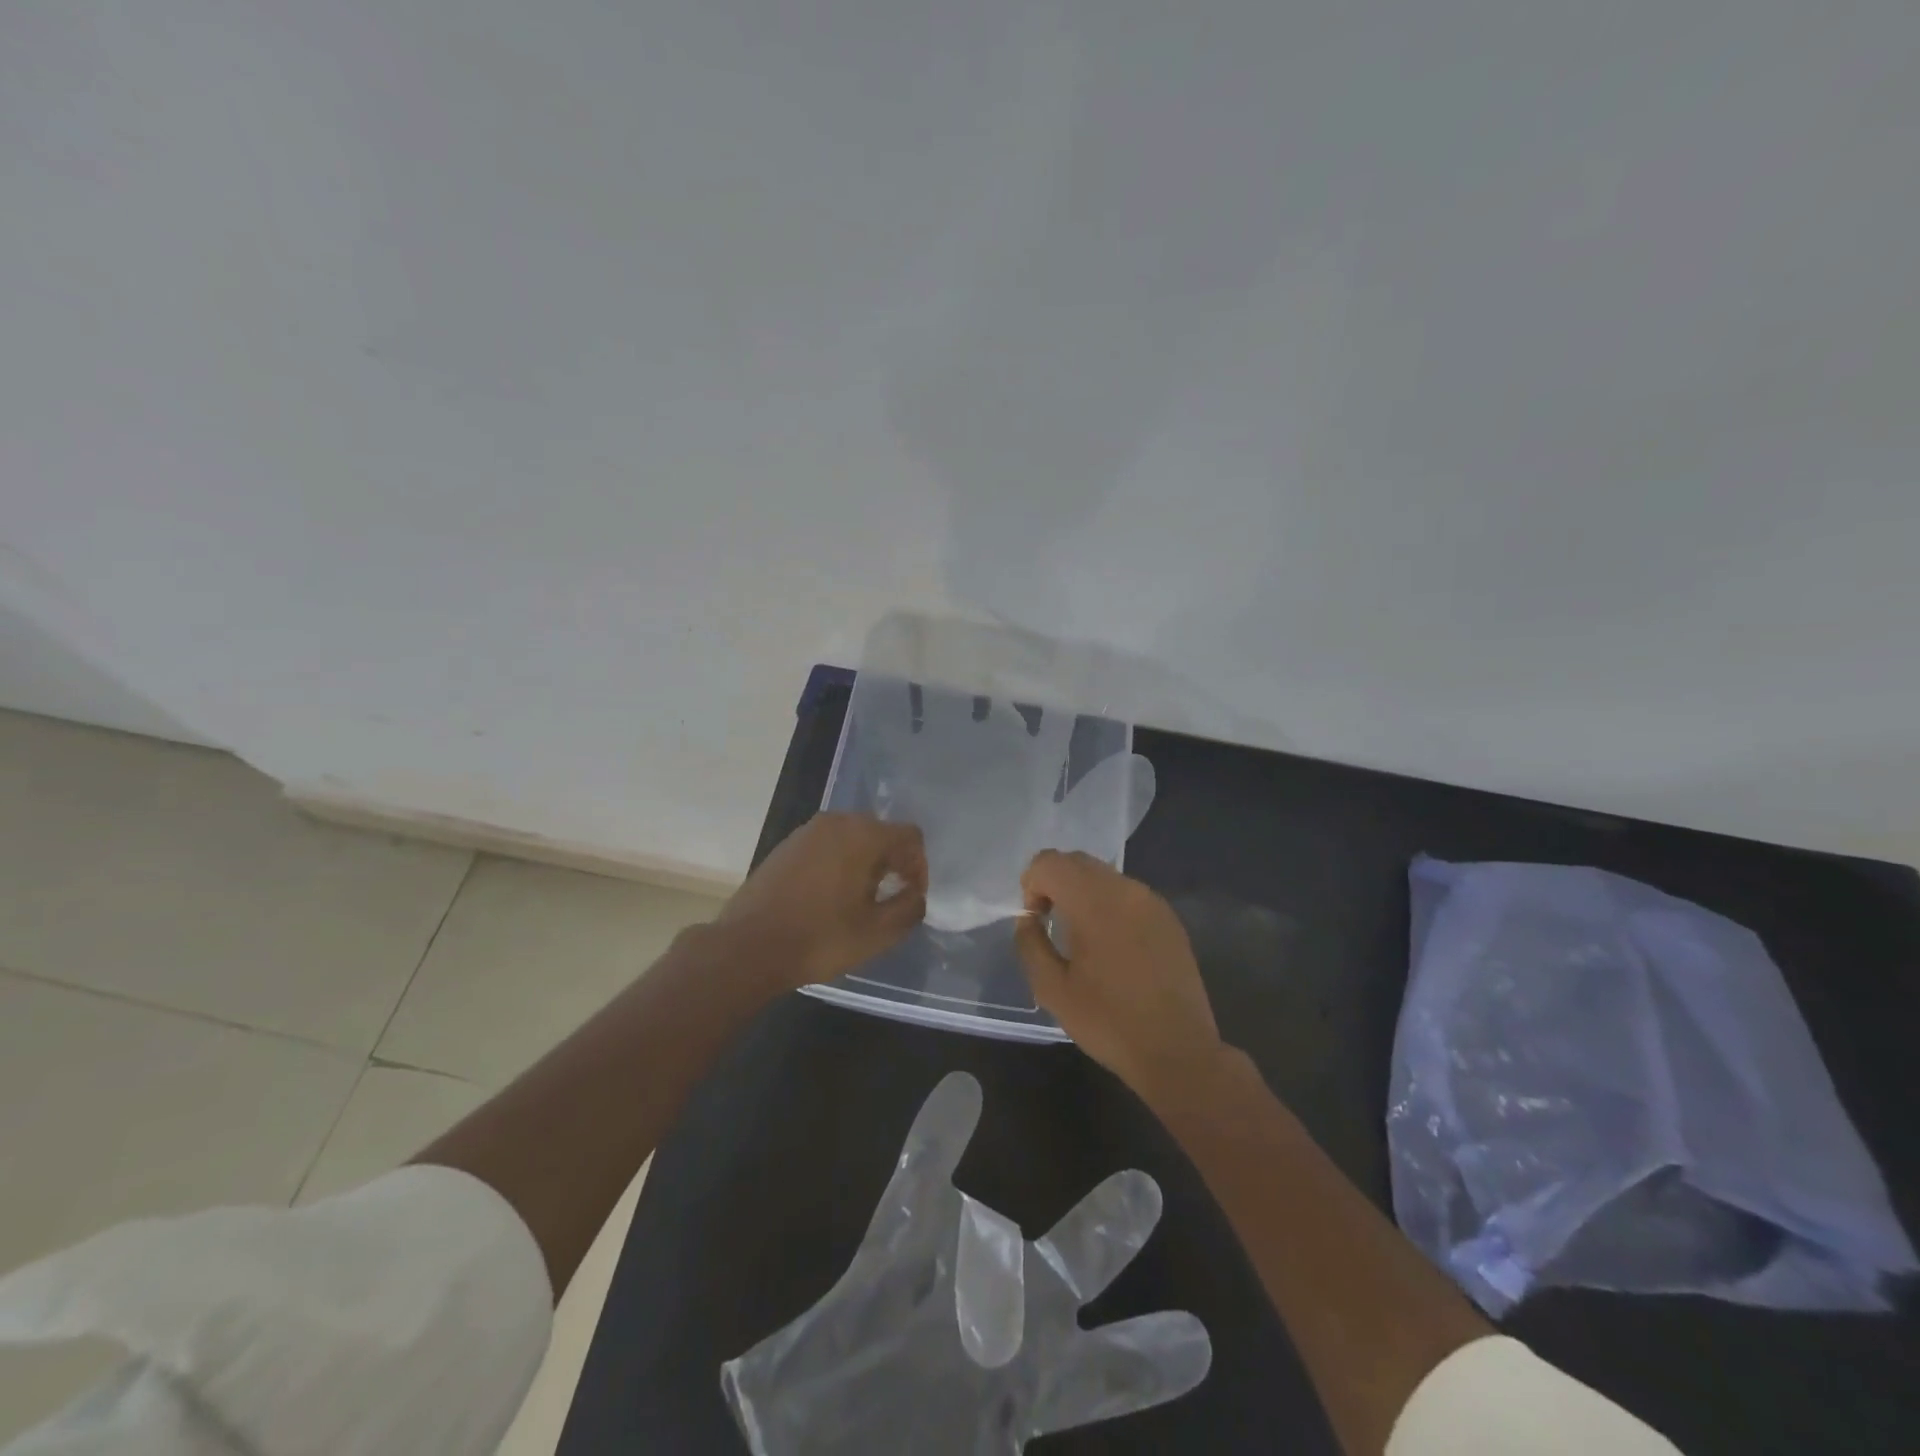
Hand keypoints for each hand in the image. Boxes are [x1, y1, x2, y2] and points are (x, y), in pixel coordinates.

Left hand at [718, 812, 927, 987]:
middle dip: (893, 862)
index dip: (919, 866)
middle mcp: (836, 822)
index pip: (909, 836)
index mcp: (863, 835)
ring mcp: (807, 832)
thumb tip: (916, 895)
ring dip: (865, 863)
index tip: (911, 896)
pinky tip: (829, 897)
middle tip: (889, 898)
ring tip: (859, 900)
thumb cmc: (820, 938)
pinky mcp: (786, 846)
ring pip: (852, 838)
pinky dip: (838, 863)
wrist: (748, 947)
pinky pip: (826, 846)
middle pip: (880, 832)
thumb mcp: (877, 933)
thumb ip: (909, 908)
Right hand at [1014, 851, 1224, 1100]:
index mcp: (1094, 901)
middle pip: (1077, 862)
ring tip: (1083, 939)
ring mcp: (1152, 901)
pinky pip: (1128, 894)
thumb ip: (1030, 944)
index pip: (1050, 862)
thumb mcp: (1052, 989)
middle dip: (1055, 884)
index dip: (1032, 885)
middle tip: (1052, 925)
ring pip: (1104, 876)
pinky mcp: (1169, 918)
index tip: (1037, 921)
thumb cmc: (1109, 1022)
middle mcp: (1126, 889)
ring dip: (1083, 894)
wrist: (1178, 1051)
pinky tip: (1113, 948)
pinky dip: (1109, 906)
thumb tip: (1029, 920)